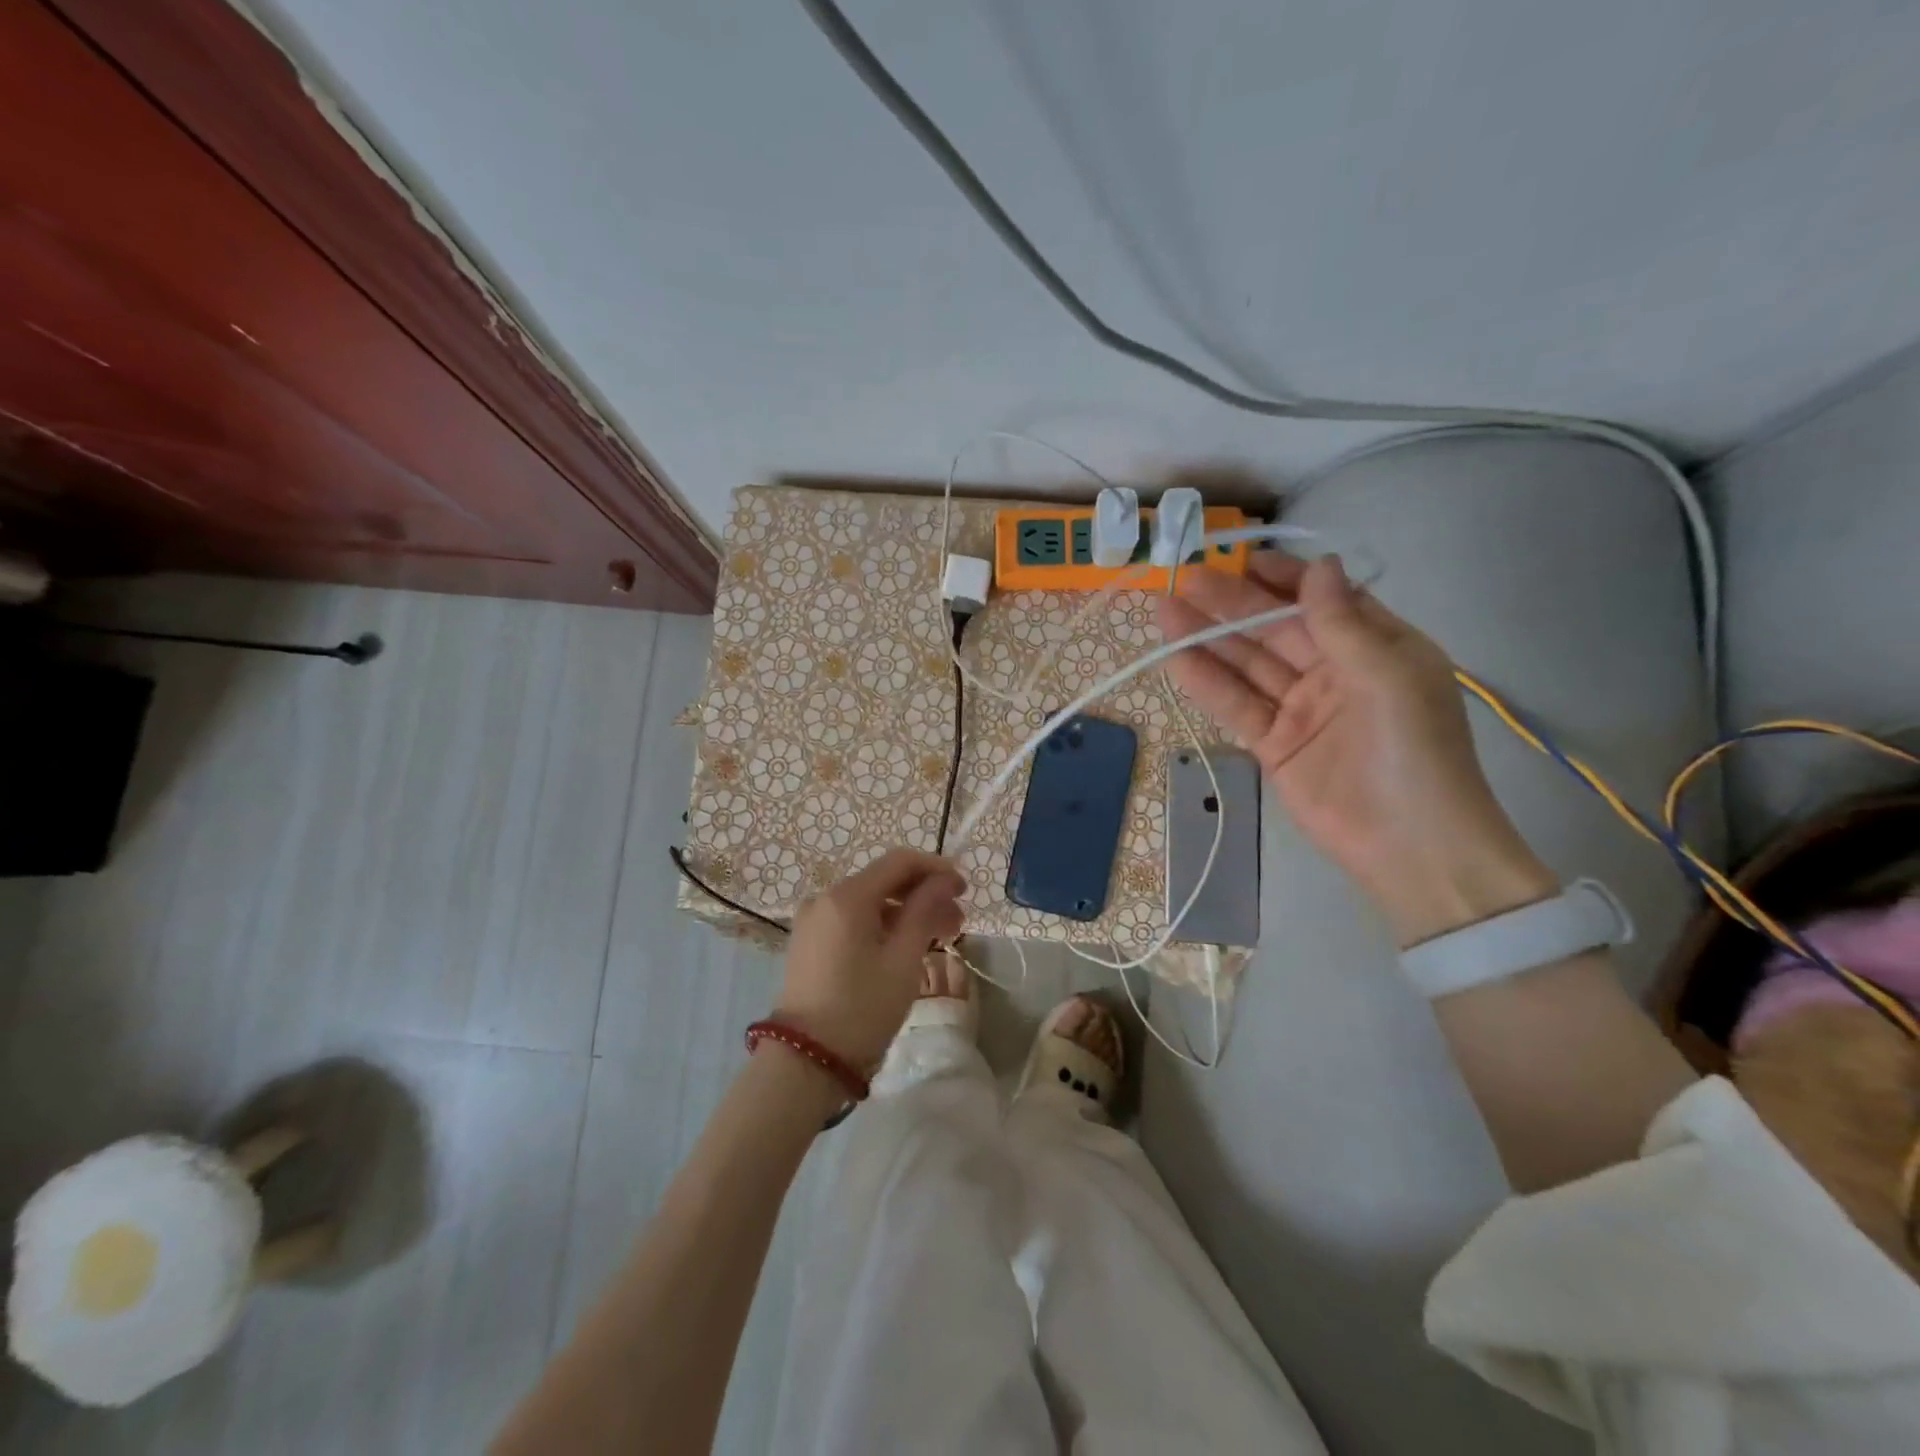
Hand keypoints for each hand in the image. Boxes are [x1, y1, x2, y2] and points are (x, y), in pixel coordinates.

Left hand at [773, 848, 964, 1068]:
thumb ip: (925, 910)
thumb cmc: (863, 1008)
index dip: (936, 869)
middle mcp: (825, 898)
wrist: (806, 1062)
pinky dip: (882, 926)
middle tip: (958, 920)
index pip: (899, 862)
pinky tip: (906, 947)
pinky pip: (853, 920)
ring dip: (906, 913)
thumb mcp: (903, 959)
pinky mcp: (810, 942)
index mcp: (847, 896)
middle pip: (884, 881)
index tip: (964, 887)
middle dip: (924, 895)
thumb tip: (944, 880)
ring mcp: (814, 920)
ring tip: (939, 937)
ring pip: (870, 902)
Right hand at [1158, 553, 1554, 945]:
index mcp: (1376, 647)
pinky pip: (1236, 706)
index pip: (1323, 599)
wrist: (1409, 845)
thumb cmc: (1414, 750)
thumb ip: (1342, 622)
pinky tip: (1176, 659)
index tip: (1241, 558)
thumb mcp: (1386, 676)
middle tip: (1184, 578)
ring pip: (1248, 665)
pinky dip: (1207, 683)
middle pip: (1275, 629)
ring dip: (1208, 639)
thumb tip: (1319, 563)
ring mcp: (1301, 709)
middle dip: (1232, 604)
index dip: (1282, 578)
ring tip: (1166, 610)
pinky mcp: (1274, 744)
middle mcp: (1335, 671)